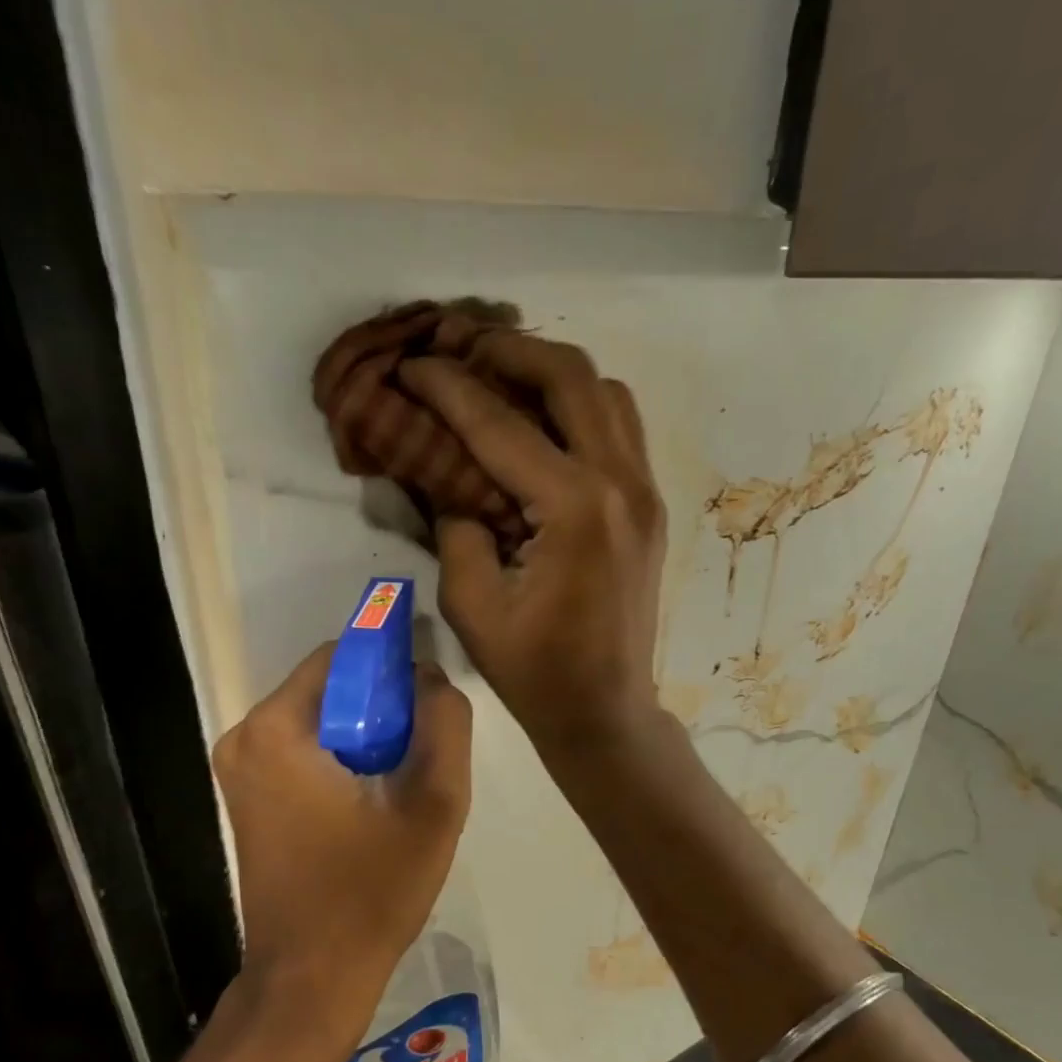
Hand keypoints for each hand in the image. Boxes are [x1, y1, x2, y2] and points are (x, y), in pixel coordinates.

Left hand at [211, 643, 472, 1056]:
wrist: (311, 978)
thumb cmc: (371, 893)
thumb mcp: (434, 804)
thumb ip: (444, 724)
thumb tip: (431, 678)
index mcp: (277, 728)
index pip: (343, 656)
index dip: (393, 670)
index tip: (428, 707)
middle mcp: (244, 737)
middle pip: (329, 688)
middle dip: (381, 709)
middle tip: (420, 757)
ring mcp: (238, 770)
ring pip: (318, 720)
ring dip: (364, 737)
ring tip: (399, 787)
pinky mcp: (245, 797)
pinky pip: (302, 751)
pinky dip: (340, 760)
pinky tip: (370, 804)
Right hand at [400, 332, 665, 755]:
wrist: (604, 711)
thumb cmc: (534, 671)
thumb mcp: (473, 605)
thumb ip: (456, 527)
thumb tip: (445, 477)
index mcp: (575, 509)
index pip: (500, 424)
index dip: (448, 389)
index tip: (411, 366)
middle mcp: (621, 484)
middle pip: (571, 376)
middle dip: (509, 352)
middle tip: (460, 351)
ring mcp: (645, 493)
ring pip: (606, 394)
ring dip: (552, 374)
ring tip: (502, 380)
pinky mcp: (650, 507)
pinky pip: (620, 430)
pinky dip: (580, 409)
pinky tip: (543, 426)